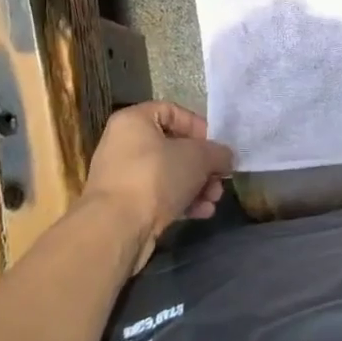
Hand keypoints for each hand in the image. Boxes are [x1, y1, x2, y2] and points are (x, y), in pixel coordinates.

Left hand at [80, 102, 232, 267]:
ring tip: (214, 199)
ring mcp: (122, 176)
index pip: (172, 111)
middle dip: (202, 164)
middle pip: (173, 147)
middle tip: (220, 178)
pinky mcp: (125, 206)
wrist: (116, 229)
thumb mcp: (198, 157)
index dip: (198, 126)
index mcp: (134, 121)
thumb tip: (226, 157)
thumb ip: (217, 153)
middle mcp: (123, 144)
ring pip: (168, 174)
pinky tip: (202, 213)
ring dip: (196, 185)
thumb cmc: (156, 177)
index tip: (216, 146)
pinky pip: (158, 196)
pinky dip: (181, 201)